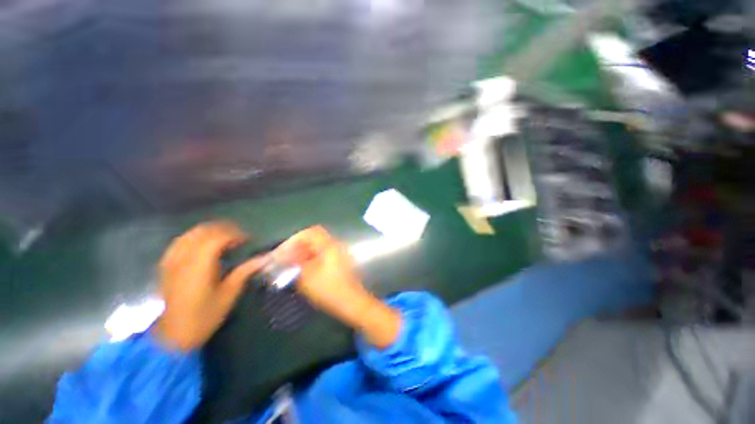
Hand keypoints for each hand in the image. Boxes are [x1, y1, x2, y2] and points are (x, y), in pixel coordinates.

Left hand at [154, 221, 264, 350]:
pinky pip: (180, 242)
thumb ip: (245, 272)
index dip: (235, 235)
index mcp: (199, 266)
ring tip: (225, 238)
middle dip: (224, 230)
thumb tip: (266, 258)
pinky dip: (195, 238)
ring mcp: (171, 261)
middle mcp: (183, 259)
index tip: (248, 240)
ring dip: (210, 231)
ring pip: (190, 234)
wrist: (173, 335)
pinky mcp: (166, 266)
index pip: (217, 238)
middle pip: (203, 232)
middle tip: (239, 238)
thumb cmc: (204, 316)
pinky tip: (203, 245)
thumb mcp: (229, 295)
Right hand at [276, 226, 400, 347]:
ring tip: (290, 264)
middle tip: (284, 258)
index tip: (283, 250)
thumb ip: (295, 263)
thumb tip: (287, 257)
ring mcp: (339, 253)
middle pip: (314, 238)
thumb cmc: (329, 289)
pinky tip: (303, 269)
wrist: (351, 301)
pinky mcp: (339, 262)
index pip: (310, 233)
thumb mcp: (308, 277)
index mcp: (329, 246)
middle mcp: (335, 245)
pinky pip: (323, 254)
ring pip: (318, 247)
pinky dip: (311, 258)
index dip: (294, 239)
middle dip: (298, 246)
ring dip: (304, 252)